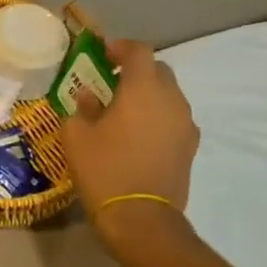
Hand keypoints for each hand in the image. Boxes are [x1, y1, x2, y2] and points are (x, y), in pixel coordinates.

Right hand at [60, 38, 199, 247]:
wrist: (141, 218)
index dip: (120, 48)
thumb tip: (90, 97)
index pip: (138, 51)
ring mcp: (185, 124)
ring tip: (124, 110)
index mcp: (142, 89)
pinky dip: (158, 116)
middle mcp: (171, 100)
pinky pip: (174, 118)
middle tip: (112, 82)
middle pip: (158, 70)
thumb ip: (83, 107)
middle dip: (136, 70)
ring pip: (169, 95)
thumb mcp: (76, 134)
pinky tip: (139, 134)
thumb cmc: (104, 169)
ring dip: (148, 94)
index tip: (103, 56)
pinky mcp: (190, 147)